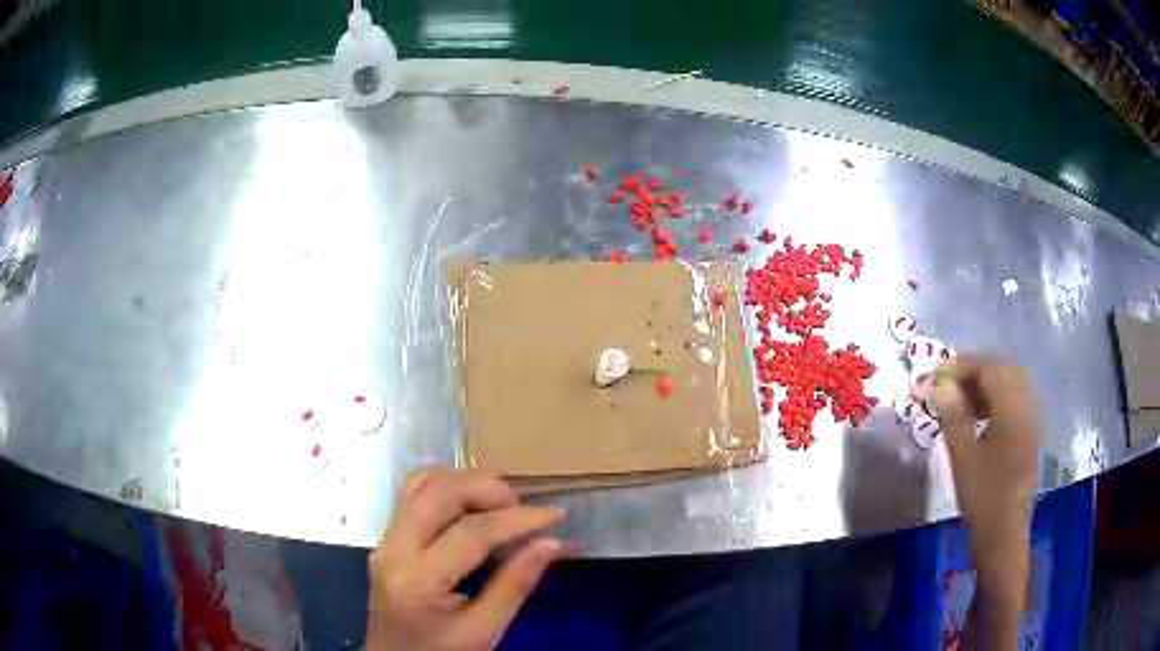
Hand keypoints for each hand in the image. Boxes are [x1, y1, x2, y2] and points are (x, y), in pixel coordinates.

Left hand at [365, 468, 564, 650]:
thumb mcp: (484, 631)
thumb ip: (515, 585)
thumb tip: (552, 543)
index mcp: (417, 580)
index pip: (471, 532)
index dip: (517, 519)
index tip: (554, 515)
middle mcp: (393, 549)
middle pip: (438, 492)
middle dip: (486, 487)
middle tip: (522, 504)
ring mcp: (385, 540)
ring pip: (420, 483)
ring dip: (463, 480)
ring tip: (500, 499)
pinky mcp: (387, 537)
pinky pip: (412, 495)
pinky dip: (445, 487)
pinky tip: (470, 503)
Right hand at [935, 358, 1038, 549]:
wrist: (1003, 532)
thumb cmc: (982, 496)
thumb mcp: (963, 457)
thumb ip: (954, 416)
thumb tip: (942, 384)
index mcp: (1012, 409)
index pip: (990, 369)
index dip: (964, 366)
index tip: (938, 375)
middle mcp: (1026, 407)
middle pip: (1003, 371)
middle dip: (975, 371)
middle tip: (949, 384)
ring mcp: (1030, 421)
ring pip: (1010, 386)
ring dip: (985, 385)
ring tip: (960, 400)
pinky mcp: (1028, 435)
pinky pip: (1014, 402)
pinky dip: (995, 400)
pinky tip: (979, 417)